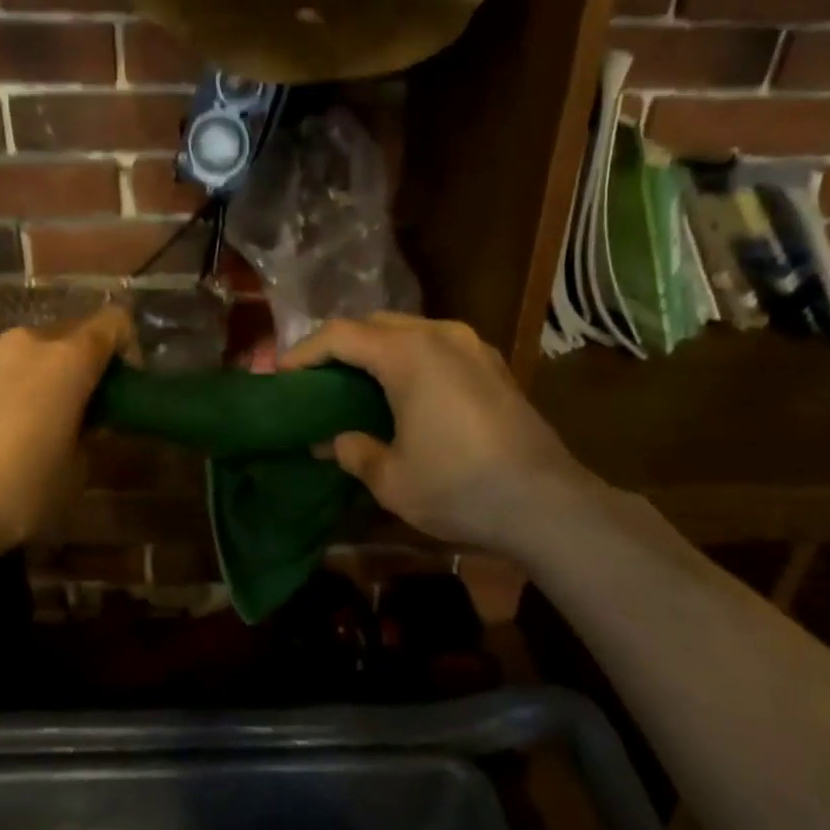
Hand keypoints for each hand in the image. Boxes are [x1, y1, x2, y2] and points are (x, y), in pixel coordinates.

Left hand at [0, 308, 131, 555]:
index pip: (112, 323)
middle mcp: (22, 341)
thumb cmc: (22, 491)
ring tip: (12, 419)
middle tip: (66, 408)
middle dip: (70, 366)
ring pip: (14, 352)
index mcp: (67, 360)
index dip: (124, 345)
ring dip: (24, 374)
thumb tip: (81, 421)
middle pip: (61, 338)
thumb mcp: (76, 470)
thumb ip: (87, 432)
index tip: (119, 380)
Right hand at [281, 313, 599, 556]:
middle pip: (375, 324)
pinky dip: (408, 359)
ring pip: (409, 331)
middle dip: (339, 346)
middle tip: (315, 379)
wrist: (547, 504)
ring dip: (376, 350)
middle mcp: (441, 335)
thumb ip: (353, 450)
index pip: (340, 336)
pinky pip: (437, 347)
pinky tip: (402, 393)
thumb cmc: (459, 487)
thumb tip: (334, 440)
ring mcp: (473, 347)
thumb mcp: (391, 478)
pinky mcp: (494, 366)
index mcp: (409, 354)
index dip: (304, 352)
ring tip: (355, 384)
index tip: (281, 375)